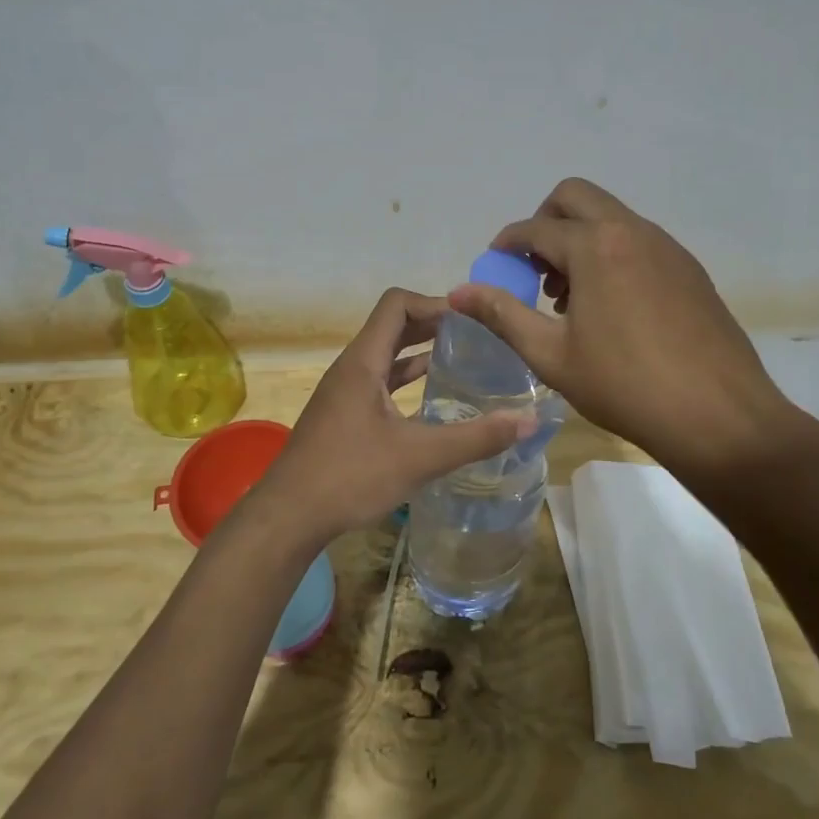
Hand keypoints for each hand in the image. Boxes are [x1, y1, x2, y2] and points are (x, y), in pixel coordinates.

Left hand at [248, 288, 534, 542]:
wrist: (288, 516)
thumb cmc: (350, 476)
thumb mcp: (419, 457)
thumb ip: (476, 437)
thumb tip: (529, 420)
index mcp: (363, 361)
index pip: (397, 303)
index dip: (434, 303)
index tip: (471, 320)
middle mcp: (351, 368)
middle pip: (393, 326)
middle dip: (433, 325)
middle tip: (477, 336)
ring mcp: (344, 392)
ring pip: (386, 356)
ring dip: (420, 352)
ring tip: (462, 360)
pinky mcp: (343, 416)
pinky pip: (379, 382)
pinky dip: (406, 381)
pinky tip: (432, 400)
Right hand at [448, 178, 818, 483]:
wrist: (719, 416)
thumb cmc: (624, 386)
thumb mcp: (551, 355)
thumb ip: (502, 315)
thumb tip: (458, 292)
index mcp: (595, 247)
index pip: (536, 228)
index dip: (507, 243)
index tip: (495, 264)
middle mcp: (632, 231)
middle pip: (575, 197)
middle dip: (544, 222)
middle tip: (534, 268)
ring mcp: (667, 247)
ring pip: (610, 217)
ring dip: (579, 239)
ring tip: (570, 297)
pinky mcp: (689, 268)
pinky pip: (638, 241)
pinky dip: (611, 254)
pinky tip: (611, 307)